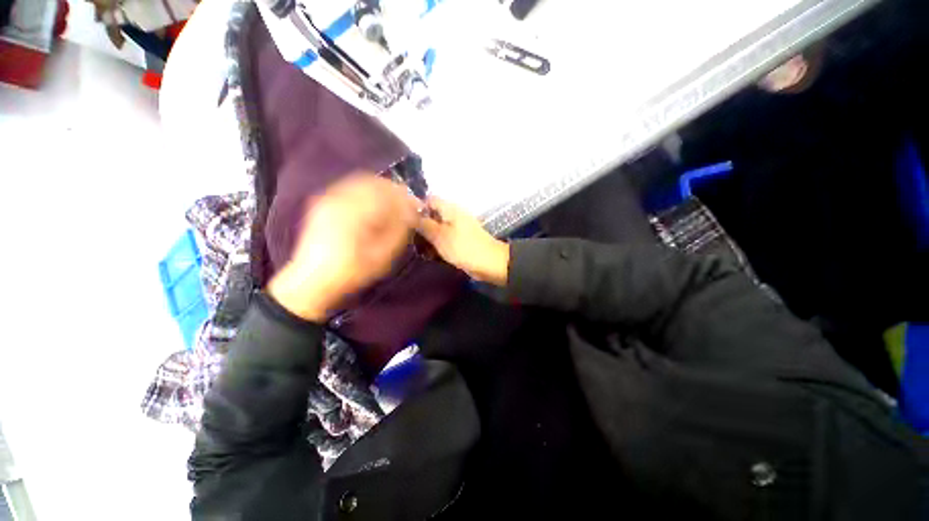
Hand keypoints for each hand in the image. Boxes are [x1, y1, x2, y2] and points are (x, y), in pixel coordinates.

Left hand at [268, 174, 418, 320]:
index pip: (387, 193)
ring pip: (361, 182)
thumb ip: (399, 231)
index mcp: (354, 212)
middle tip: (407, 204)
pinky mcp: (323, 203)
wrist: (312, 281)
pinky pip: (350, 188)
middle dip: (394, 191)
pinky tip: (374, 207)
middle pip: (373, 181)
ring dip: (381, 190)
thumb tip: (411, 213)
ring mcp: (328, 198)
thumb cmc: (351, 272)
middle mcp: (339, 198)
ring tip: (393, 205)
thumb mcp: (382, 256)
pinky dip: (367, 193)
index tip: (416, 207)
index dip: (405, 198)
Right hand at [416, 197, 509, 285]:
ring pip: (437, 228)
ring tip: (417, 247)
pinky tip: (429, 253)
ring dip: (428, 237)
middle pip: (432, 214)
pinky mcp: (460, 240)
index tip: (406, 221)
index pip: (429, 199)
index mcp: (450, 209)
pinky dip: (437, 244)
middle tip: (409, 237)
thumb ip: (424, 224)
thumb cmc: (463, 247)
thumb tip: (410, 213)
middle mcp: (454, 215)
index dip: (417, 207)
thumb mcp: (440, 235)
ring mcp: (458, 228)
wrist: (489, 263)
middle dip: (421, 225)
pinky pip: (444, 238)